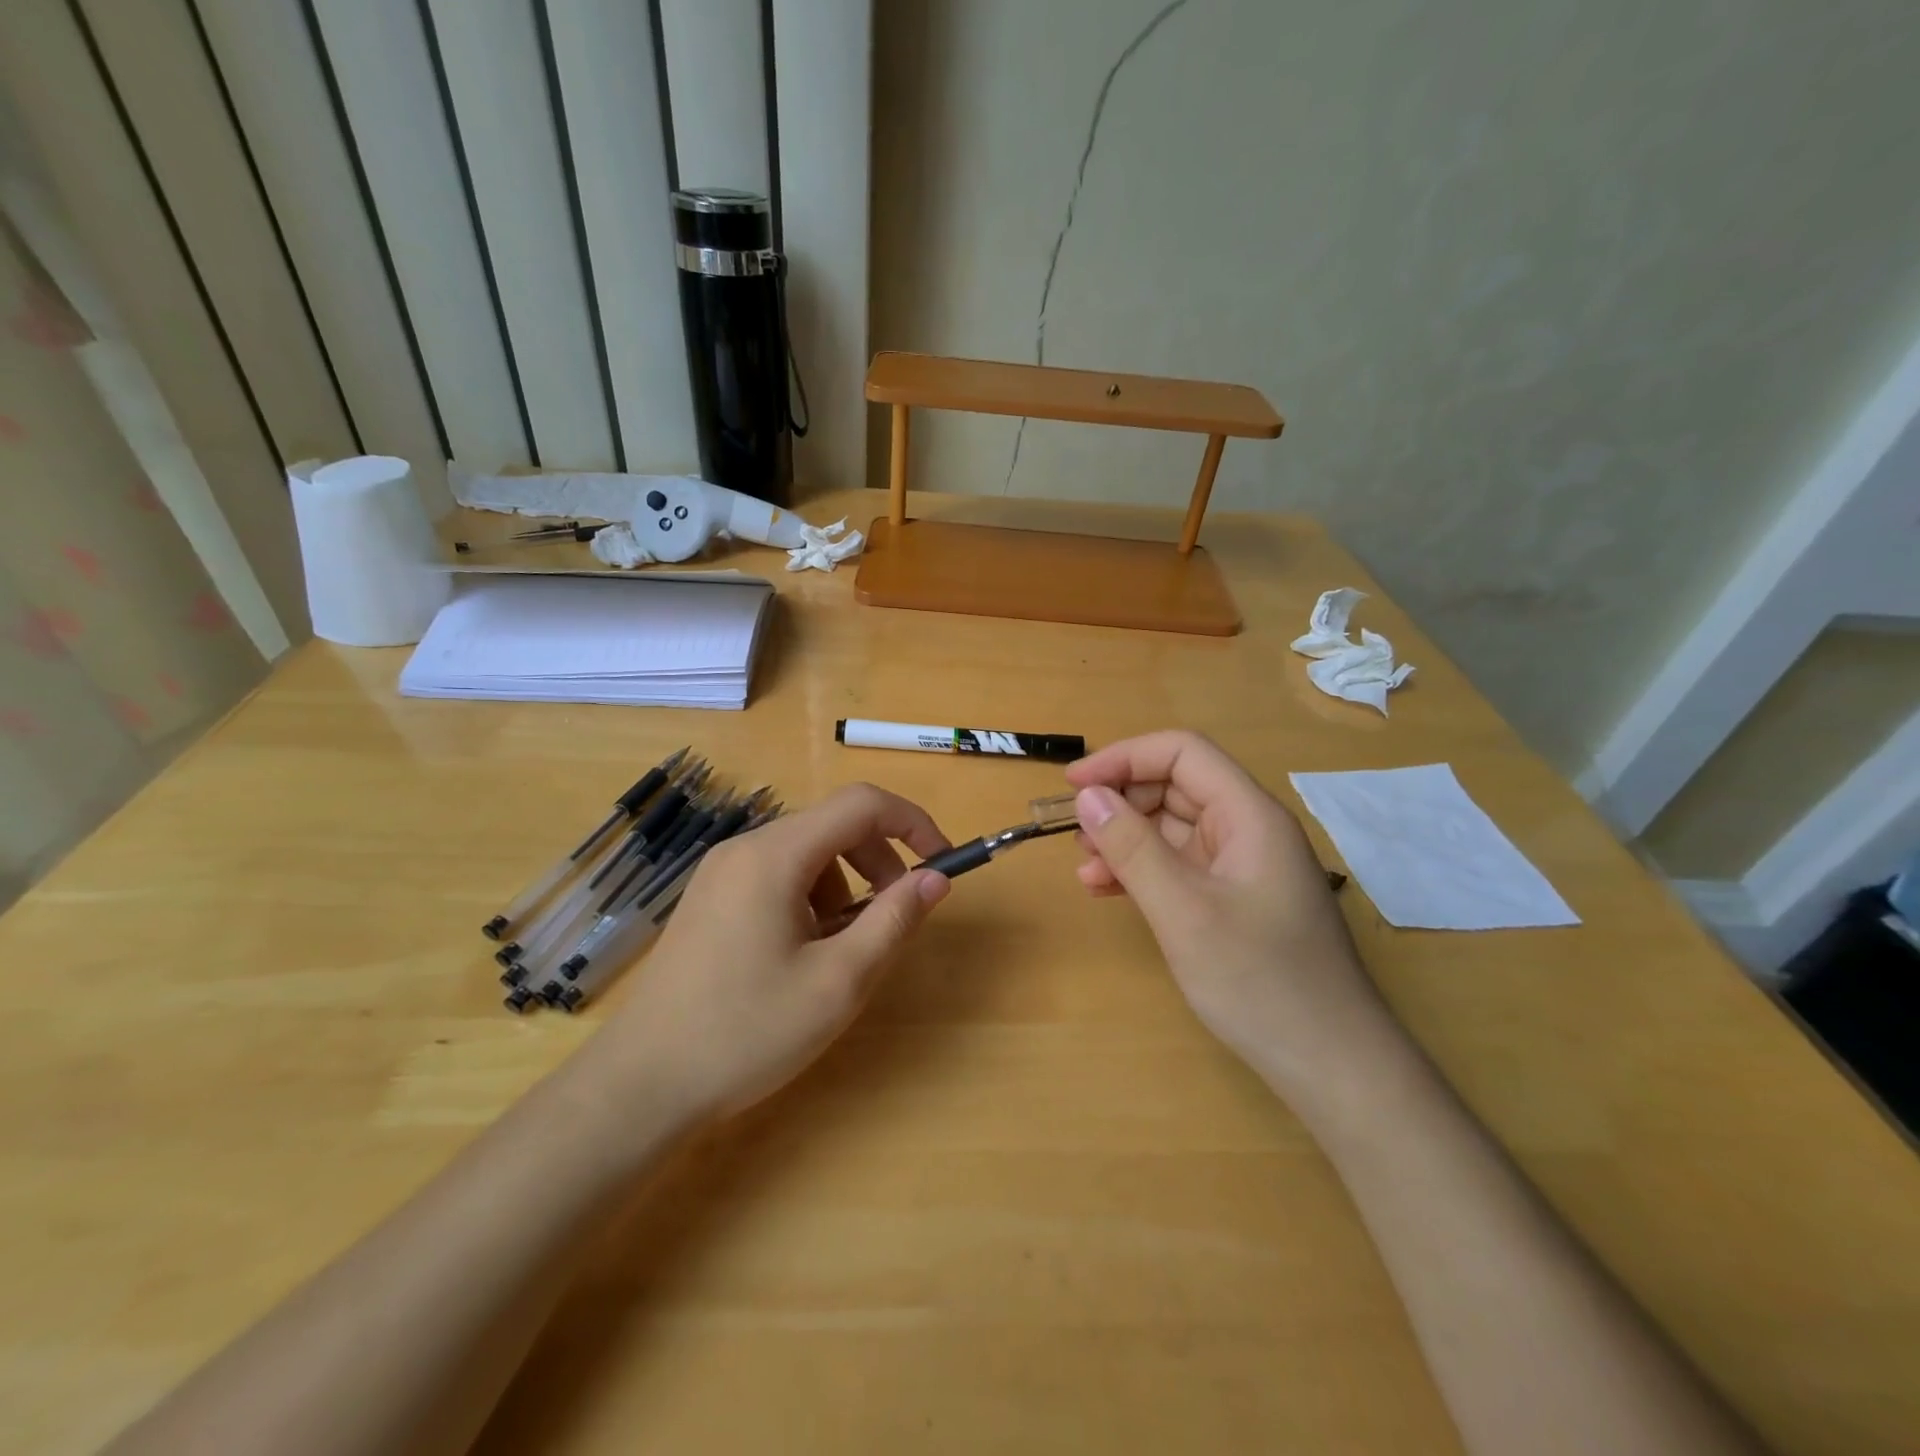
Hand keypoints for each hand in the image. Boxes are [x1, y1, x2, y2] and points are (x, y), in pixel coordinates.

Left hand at [589, 784, 951, 1121]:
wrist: (641, 1085)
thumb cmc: (747, 1032)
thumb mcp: (839, 981)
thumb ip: (894, 920)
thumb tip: (936, 878)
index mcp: (775, 855)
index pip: (862, 804)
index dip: (912, 823)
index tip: (941, 863)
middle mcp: (745, 848)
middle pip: (833, 825)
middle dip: (879, 860)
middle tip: (897, 915)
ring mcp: (721, 872)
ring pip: (807, 852)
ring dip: (846, 884)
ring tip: (844, 947)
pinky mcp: (710, 898)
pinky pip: (778, 874)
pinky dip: (811, 897)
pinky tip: (802, 952)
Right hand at [1066, 731, 1391, 1089]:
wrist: (1331, 1066)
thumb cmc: (1259, 981)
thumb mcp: (1183, 911)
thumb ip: (1132, 848)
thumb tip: (1088, 795)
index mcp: (1249, 815)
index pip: (1182, 753)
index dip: (1124, 758)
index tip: (1074, 785)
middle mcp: (1248, 830)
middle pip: (1176, 787)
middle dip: (1122, 803)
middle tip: (1077, 836)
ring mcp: (1243, 867)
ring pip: (1173, 828)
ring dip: (1126, 839)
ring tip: (1086, 868)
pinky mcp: (1234, 900)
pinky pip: (1180, 866)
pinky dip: (1142, 870)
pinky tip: (1108, 890)